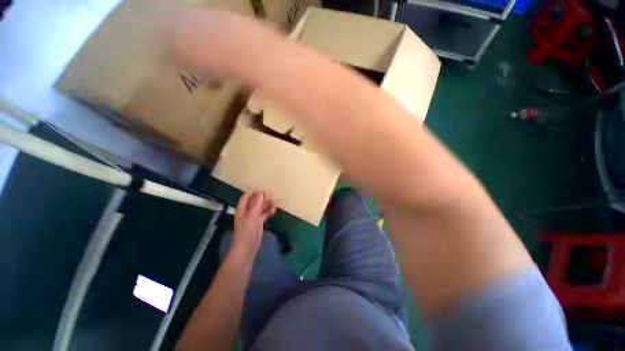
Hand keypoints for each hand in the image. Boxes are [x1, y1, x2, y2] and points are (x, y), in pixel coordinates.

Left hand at [232, 192, 276, 257]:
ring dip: (267, 204)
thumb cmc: (247, 231)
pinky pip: (264, 214)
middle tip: (272, 197)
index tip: (263, 191)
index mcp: (242, 208)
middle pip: (255, 201)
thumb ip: (257, 204)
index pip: (246, 196)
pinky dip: (268, 211)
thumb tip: (261, 192)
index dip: (254, 193)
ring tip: (275, 203)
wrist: (247, 247)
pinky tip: (274, 210)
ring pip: (261, 207)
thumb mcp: (252, 215)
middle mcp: (247, 211)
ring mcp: (253, 217)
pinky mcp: (258, 222)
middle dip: (263, 198)